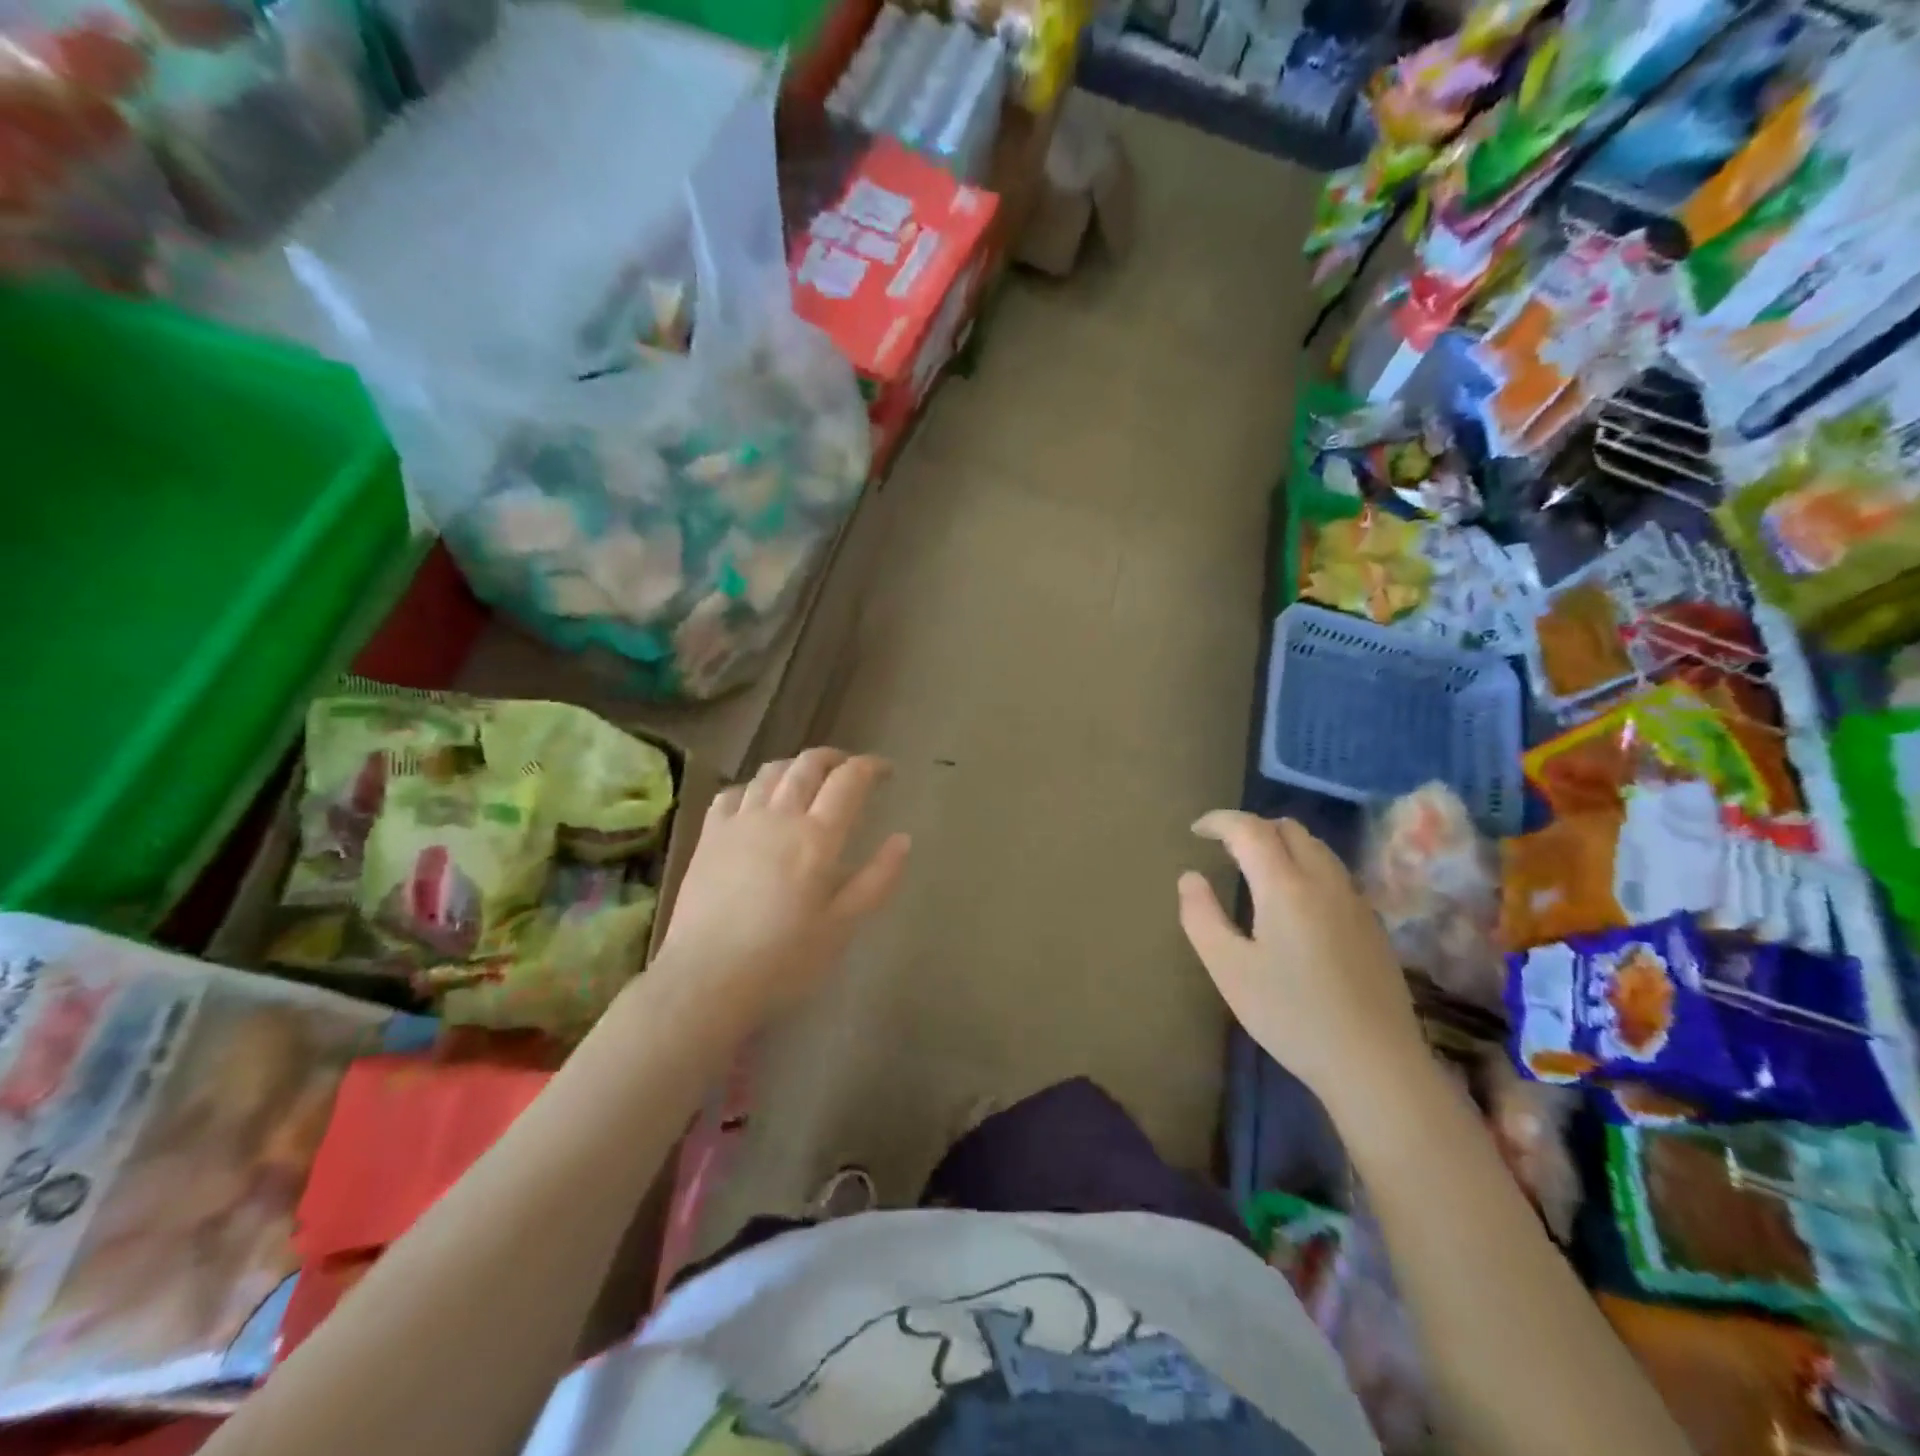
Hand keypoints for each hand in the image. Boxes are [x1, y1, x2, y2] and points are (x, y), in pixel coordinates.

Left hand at [653, 749, 910, 1033]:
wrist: (706, 980)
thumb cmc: (785, 959)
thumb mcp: (843, 926)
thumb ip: (877, 879)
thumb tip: (903, 839)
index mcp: (817, 837)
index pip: (849, 780)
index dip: (870, 767)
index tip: (885, 770)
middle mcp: (779, 816)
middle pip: (808, 765)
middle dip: (835, 758)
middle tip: (850, 768)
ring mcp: (738, 822)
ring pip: (770, 772)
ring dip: (796, 766)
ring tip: (808, 778)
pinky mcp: (708, 836)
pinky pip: (732, 793)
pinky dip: (753, 786)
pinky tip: (757, 800)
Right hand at [1178, 812, 1425, 1113]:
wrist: (1374, 1063)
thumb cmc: (1291, 1014)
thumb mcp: (1228, 969)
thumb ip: (1201, 916)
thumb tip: (1190, 877)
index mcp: (1285, 886)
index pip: (1250, 829)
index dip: (1220, 821)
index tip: (1196, 830)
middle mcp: (1324, 881)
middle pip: (1288, 829)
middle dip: (1252, 828)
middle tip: (1224, 850)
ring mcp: (1354, 901)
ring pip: (1316, 847)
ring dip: (1282, 843)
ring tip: (1256, 869)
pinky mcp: (1372, 924)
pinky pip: (1333, 872)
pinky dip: (1305, 865)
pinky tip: (1295, 901)